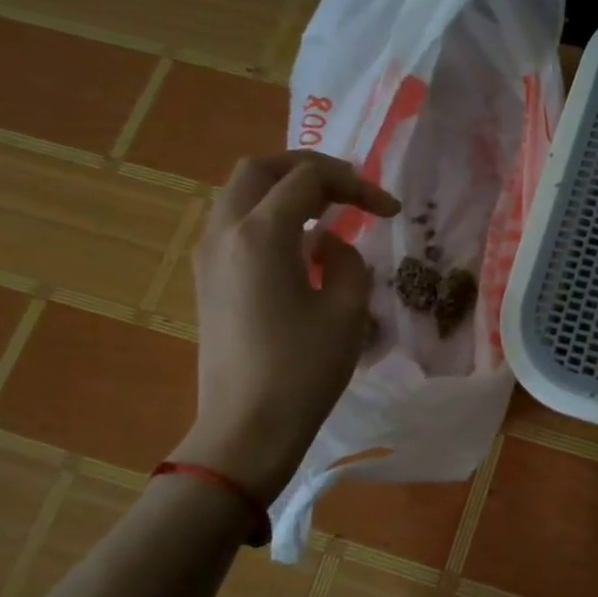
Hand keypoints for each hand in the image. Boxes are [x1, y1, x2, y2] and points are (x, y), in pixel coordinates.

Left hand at [172, 153, 398, 500]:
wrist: (246, 428)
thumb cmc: (303, 370)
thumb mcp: (347, 311)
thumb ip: (347, 261)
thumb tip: (329, 246)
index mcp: (261, 234)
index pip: (309, 180)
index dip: (356, 185)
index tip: (390, 211)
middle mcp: (225, 232)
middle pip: (260, 169)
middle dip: (309, 169)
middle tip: (350, 189)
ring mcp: (208, 255)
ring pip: (240, 193)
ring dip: (284, 189)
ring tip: (326, 210)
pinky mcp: (206, 279)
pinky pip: (233, 223)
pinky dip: (266, 215)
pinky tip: (298, 244)